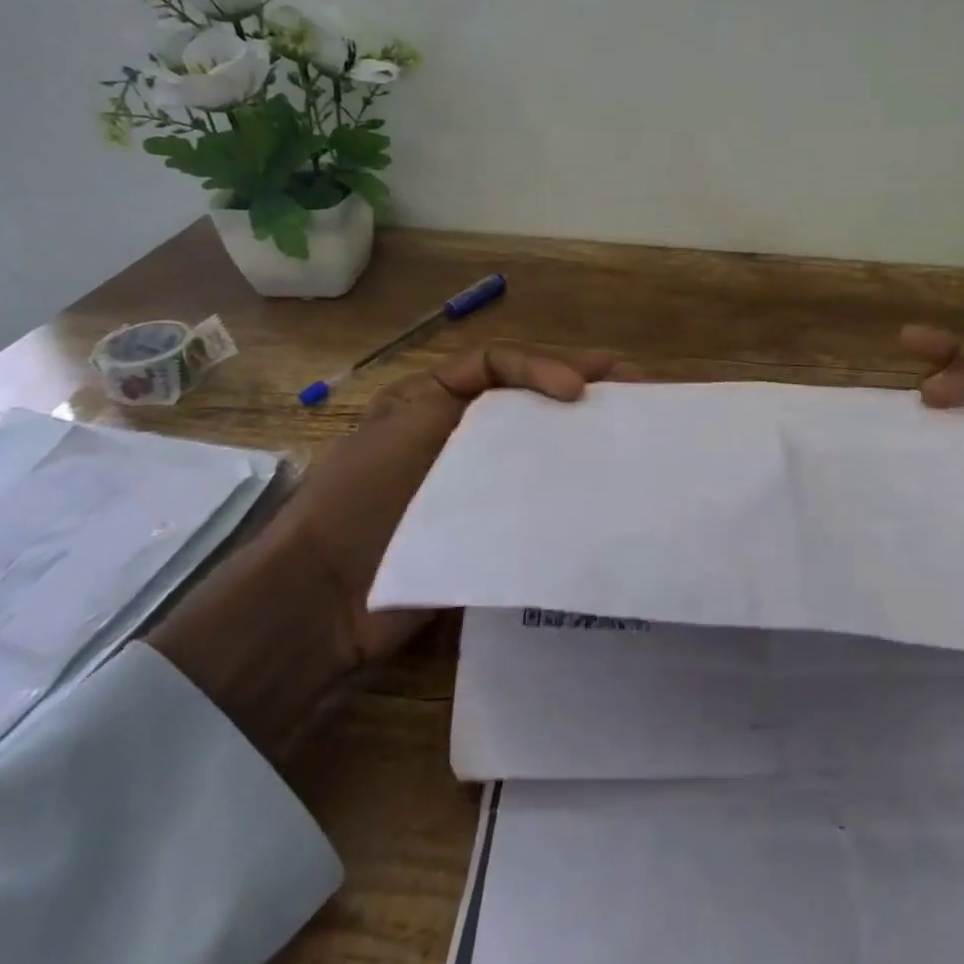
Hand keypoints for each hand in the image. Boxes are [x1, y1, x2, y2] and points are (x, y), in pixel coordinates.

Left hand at [285, 344, 630, 665]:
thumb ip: (467, 395)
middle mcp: (460, 435)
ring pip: (540, 448)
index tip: (580, 391)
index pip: (501, 365)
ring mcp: (475, 484)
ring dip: (584, 436)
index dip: (545, 366)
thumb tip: (548, 398)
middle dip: (584, 388)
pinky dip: (571, 491)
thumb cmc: (361, 498)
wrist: (323, 597)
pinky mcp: (487, 529)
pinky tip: (605, 490)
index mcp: (434, 400)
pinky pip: (536, 500)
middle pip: (531, 402)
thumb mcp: (406, 424)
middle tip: (640, 388)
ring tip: (633, 432)